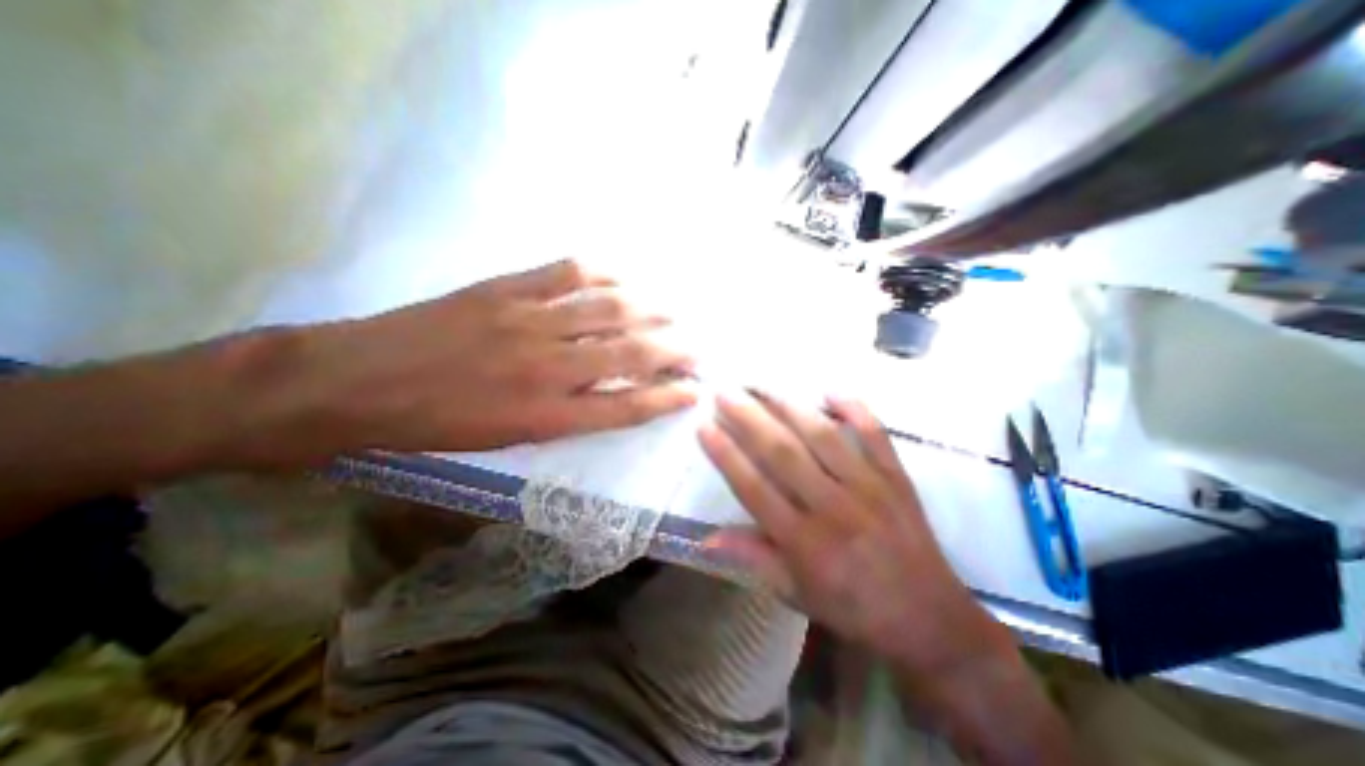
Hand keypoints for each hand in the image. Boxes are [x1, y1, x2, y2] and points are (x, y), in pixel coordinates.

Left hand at [303, 261, 696, 456]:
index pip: (627, 407)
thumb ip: (565, 415)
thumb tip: (609, 396)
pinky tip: (624, 276)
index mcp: (548, 415)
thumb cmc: (438, 423)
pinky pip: (568, 273)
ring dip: (650, 310)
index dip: (667, 398)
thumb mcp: (508, 438)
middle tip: (699, 347)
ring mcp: (529, 322)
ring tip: (675, 310)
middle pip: (630, 356)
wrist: (359, 382)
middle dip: (673, 351)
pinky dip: (604, 273)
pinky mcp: (507, 289)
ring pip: (609, 310)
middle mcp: (549, 369)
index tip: (695, 391)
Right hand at [703, 388, 999, 676]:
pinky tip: (830, 390)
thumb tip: (705, 538)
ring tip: (762, 383)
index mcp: (805, 542)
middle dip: (748, 418)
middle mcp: (834, 508)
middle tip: (725, 392)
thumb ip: (753, 558)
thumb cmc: (853, 608)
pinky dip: (855, 408)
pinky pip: (876, 435)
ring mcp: (869, 488)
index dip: (726, 455)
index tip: (704, 425)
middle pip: (783, 453)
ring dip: (788, 405)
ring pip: (822, 436)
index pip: (754, 488)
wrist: (930, 621)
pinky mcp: (897, 478)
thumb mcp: (795, 594)